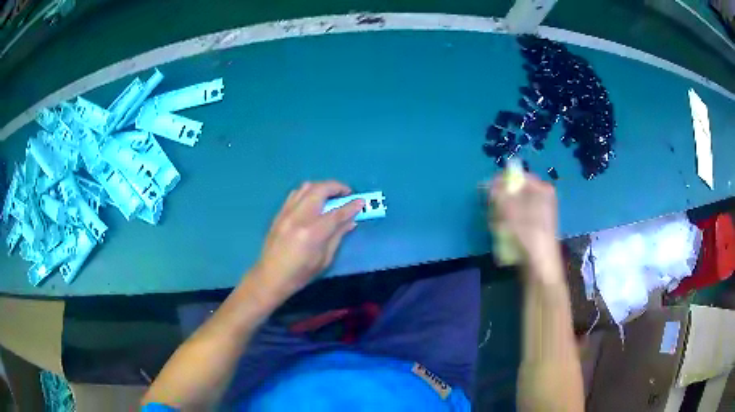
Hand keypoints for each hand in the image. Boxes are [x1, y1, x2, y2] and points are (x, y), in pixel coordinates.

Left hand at [254, 181, 364, 298]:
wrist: (270, 276)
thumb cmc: (301, 274)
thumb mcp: (324, 259)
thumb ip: (337, 236)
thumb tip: (351, 221)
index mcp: (312, 233)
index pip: (336, 213)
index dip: (351, 206)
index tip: (361, 201)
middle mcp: (299, 217)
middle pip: (320, 190)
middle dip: (337, 187)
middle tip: (347, 193)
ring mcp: (287, 213)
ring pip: (306, 187)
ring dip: (322, 187)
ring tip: (331, 195)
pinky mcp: (279, 213)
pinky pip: (296, 194)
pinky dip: (309, 192)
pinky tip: (314, 200)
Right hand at [488, 173, 560, 279]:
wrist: (540, 265)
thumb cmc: (527, 234)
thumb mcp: (509, 209)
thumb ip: (499, 193)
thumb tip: (490, 182)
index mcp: (542, 189)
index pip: (518, 176)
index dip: (501, 182)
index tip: (489, 193)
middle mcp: (543, 198)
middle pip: (515, 192)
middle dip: (501, 202)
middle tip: (495, 214)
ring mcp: (540, 214)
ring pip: (514, 207)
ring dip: (502, 215)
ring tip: (499, 228)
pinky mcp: (535, 228)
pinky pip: (518, 220)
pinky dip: (509, 225)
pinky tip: (505, 235)